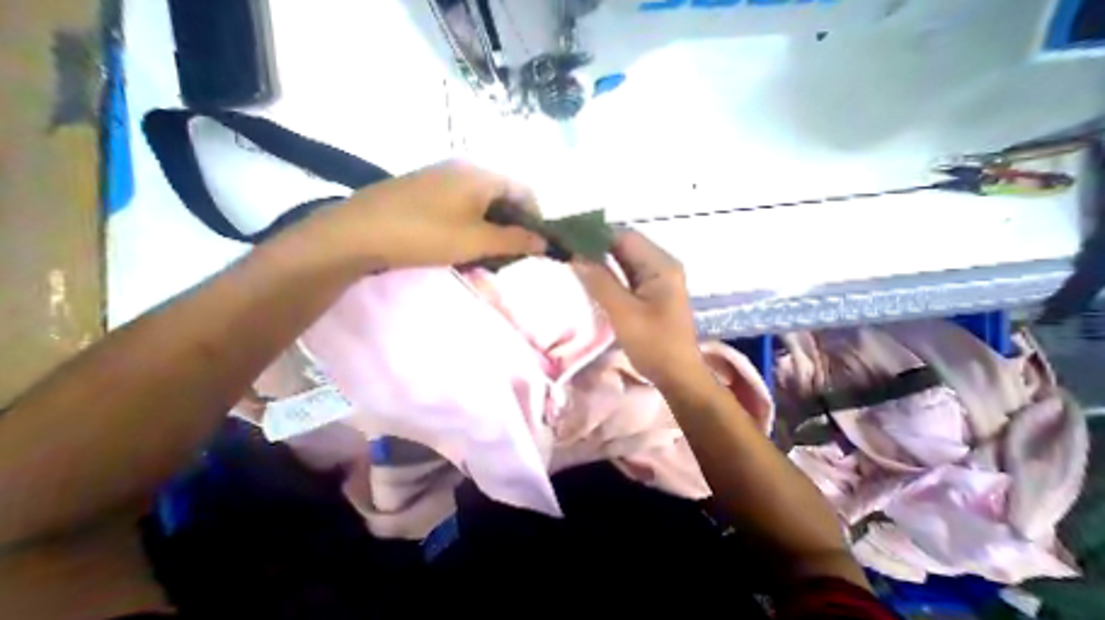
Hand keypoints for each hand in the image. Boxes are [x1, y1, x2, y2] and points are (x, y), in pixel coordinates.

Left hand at [319, 158, 546, 267]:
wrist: (359, 232)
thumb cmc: (427, 234)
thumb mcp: (478, 241)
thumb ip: (515, 240)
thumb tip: (545, 242)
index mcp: (482, 174)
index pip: (525, 191)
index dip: (536, 218)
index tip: (535, 244)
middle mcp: (466, 169)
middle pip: (504, 197)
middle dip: (513, 226)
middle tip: (512, 253)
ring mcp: (444, 177)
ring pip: (484, 203)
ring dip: (493, 229)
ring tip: (489, 254)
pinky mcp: (428, 190)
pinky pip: (463, 205)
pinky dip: (473, 225)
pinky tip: (466, 244)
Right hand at [570, 229, 706, 389]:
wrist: (676, 375)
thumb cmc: (654, 344)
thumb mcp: (623, 312)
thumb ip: (599, 281)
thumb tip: (575, 256)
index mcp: (661, 265)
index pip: (624, 237)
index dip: (595, 235)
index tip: (569, 238)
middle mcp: (661, 265)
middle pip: (625, 247)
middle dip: (596, 247)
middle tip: (567, 250)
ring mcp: (657, 279)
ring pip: (624, 261)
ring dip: (601, 261)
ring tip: (573, 261)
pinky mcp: (651, 292)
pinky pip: (626, 276)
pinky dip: (608, 275)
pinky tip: (590, 277)